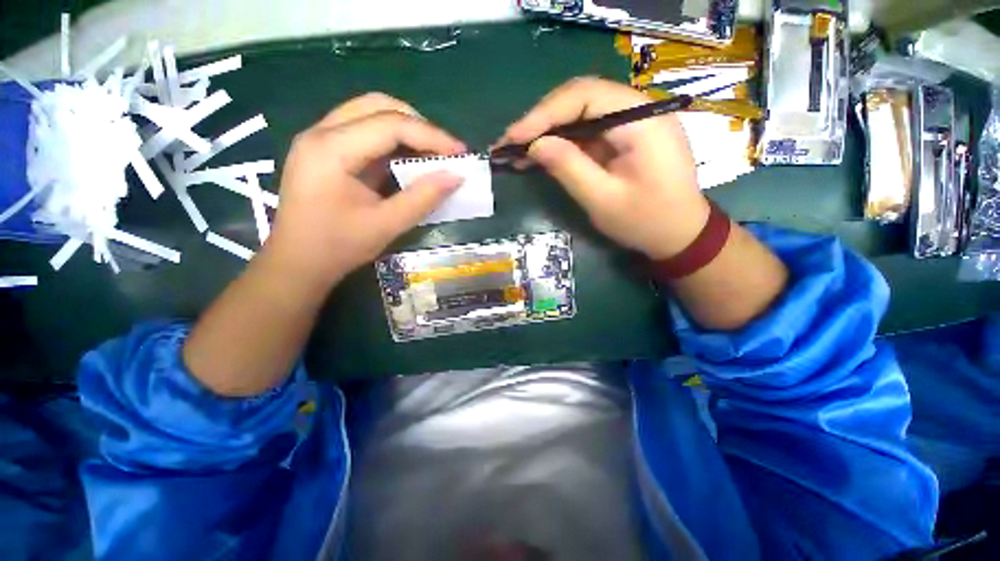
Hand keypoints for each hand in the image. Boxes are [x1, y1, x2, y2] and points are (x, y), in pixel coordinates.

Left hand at [266, 93, 465, 286]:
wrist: (297, 263)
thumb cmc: (338, 247)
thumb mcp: (386, 225)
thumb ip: (423, 198)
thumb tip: (456, 176)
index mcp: (331, 150)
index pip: (390, 124)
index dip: (431, 135)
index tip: (460, 153)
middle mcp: (320, 132)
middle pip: (377, 105)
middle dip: (418, 124)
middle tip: (443, 151)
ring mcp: (319, 138)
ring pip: (369, 113)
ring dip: (405, 129)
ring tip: (430, 154)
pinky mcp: (323, 150)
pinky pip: (363, 130)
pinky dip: (391, 140)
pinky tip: (406, 160)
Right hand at [501, 77, 708, 259]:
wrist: (679, 235)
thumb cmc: (646, 222)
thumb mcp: (603, 200)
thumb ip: (569, 168)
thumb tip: (535, 145)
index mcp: (642, 120)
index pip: (585, 96)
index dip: (543, 114)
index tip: (513, 137)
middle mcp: (640, 110)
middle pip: (581, 98)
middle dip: (542, 120)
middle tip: (510, 143)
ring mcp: (633, 122)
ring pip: (582, 113)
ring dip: (548, 130)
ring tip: (517, 151)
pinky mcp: (625, 137)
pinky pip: (589, 131)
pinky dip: (562, 142)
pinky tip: (541, 154)